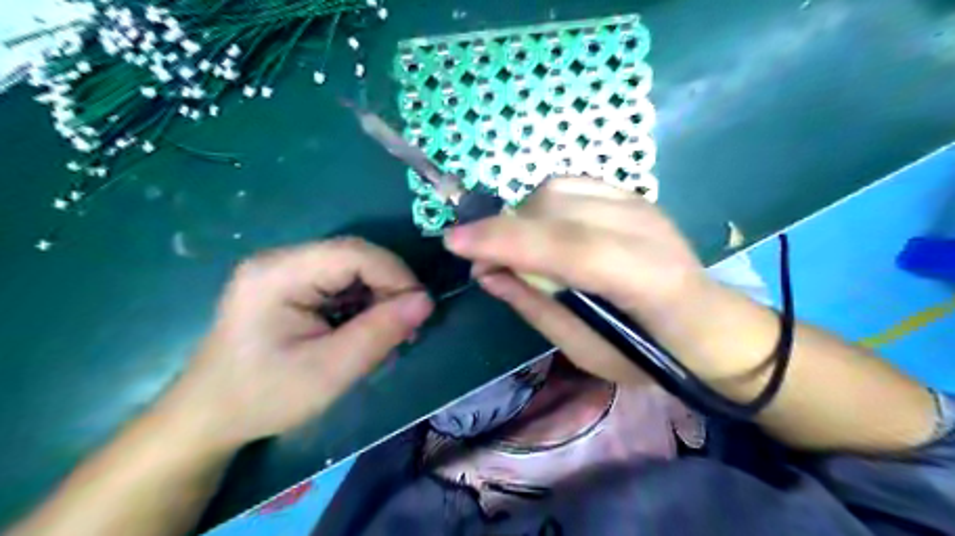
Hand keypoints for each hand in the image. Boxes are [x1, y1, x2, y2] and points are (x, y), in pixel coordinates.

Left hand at [162, 239, 435, 452]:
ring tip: (388, 335)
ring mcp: (282, 271)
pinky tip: (364, 332)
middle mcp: (280, 260)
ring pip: (351, 270)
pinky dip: (361, 304)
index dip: (396, 275)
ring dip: (377, 298)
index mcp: (279, 273)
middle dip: (389, 288)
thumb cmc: (263, 398)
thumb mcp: (329, 371)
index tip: (421, 310)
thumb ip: (379, 333)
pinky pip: (338, 283)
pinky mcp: (288, 285)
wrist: (208, 417)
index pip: (354, 253)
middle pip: (354, 258)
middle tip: (407, 328)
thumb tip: (425, 301)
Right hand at [445, 176, 712, 385]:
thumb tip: (486, 272)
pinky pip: (570, 185)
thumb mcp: (585, 350)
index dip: (506, 240)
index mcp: (645, 280)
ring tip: (516, 248)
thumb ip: (535, 305)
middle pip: (555, 208)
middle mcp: (645, 229)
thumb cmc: (647, 354)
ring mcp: (640, 204)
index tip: (454, 243)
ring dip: (522, 216)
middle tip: (483, 261)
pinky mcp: (633, 195)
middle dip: (504, 228)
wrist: (707, 324)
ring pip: (557, 189)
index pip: (567, 246)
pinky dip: (541, 205)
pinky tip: (542, 230)